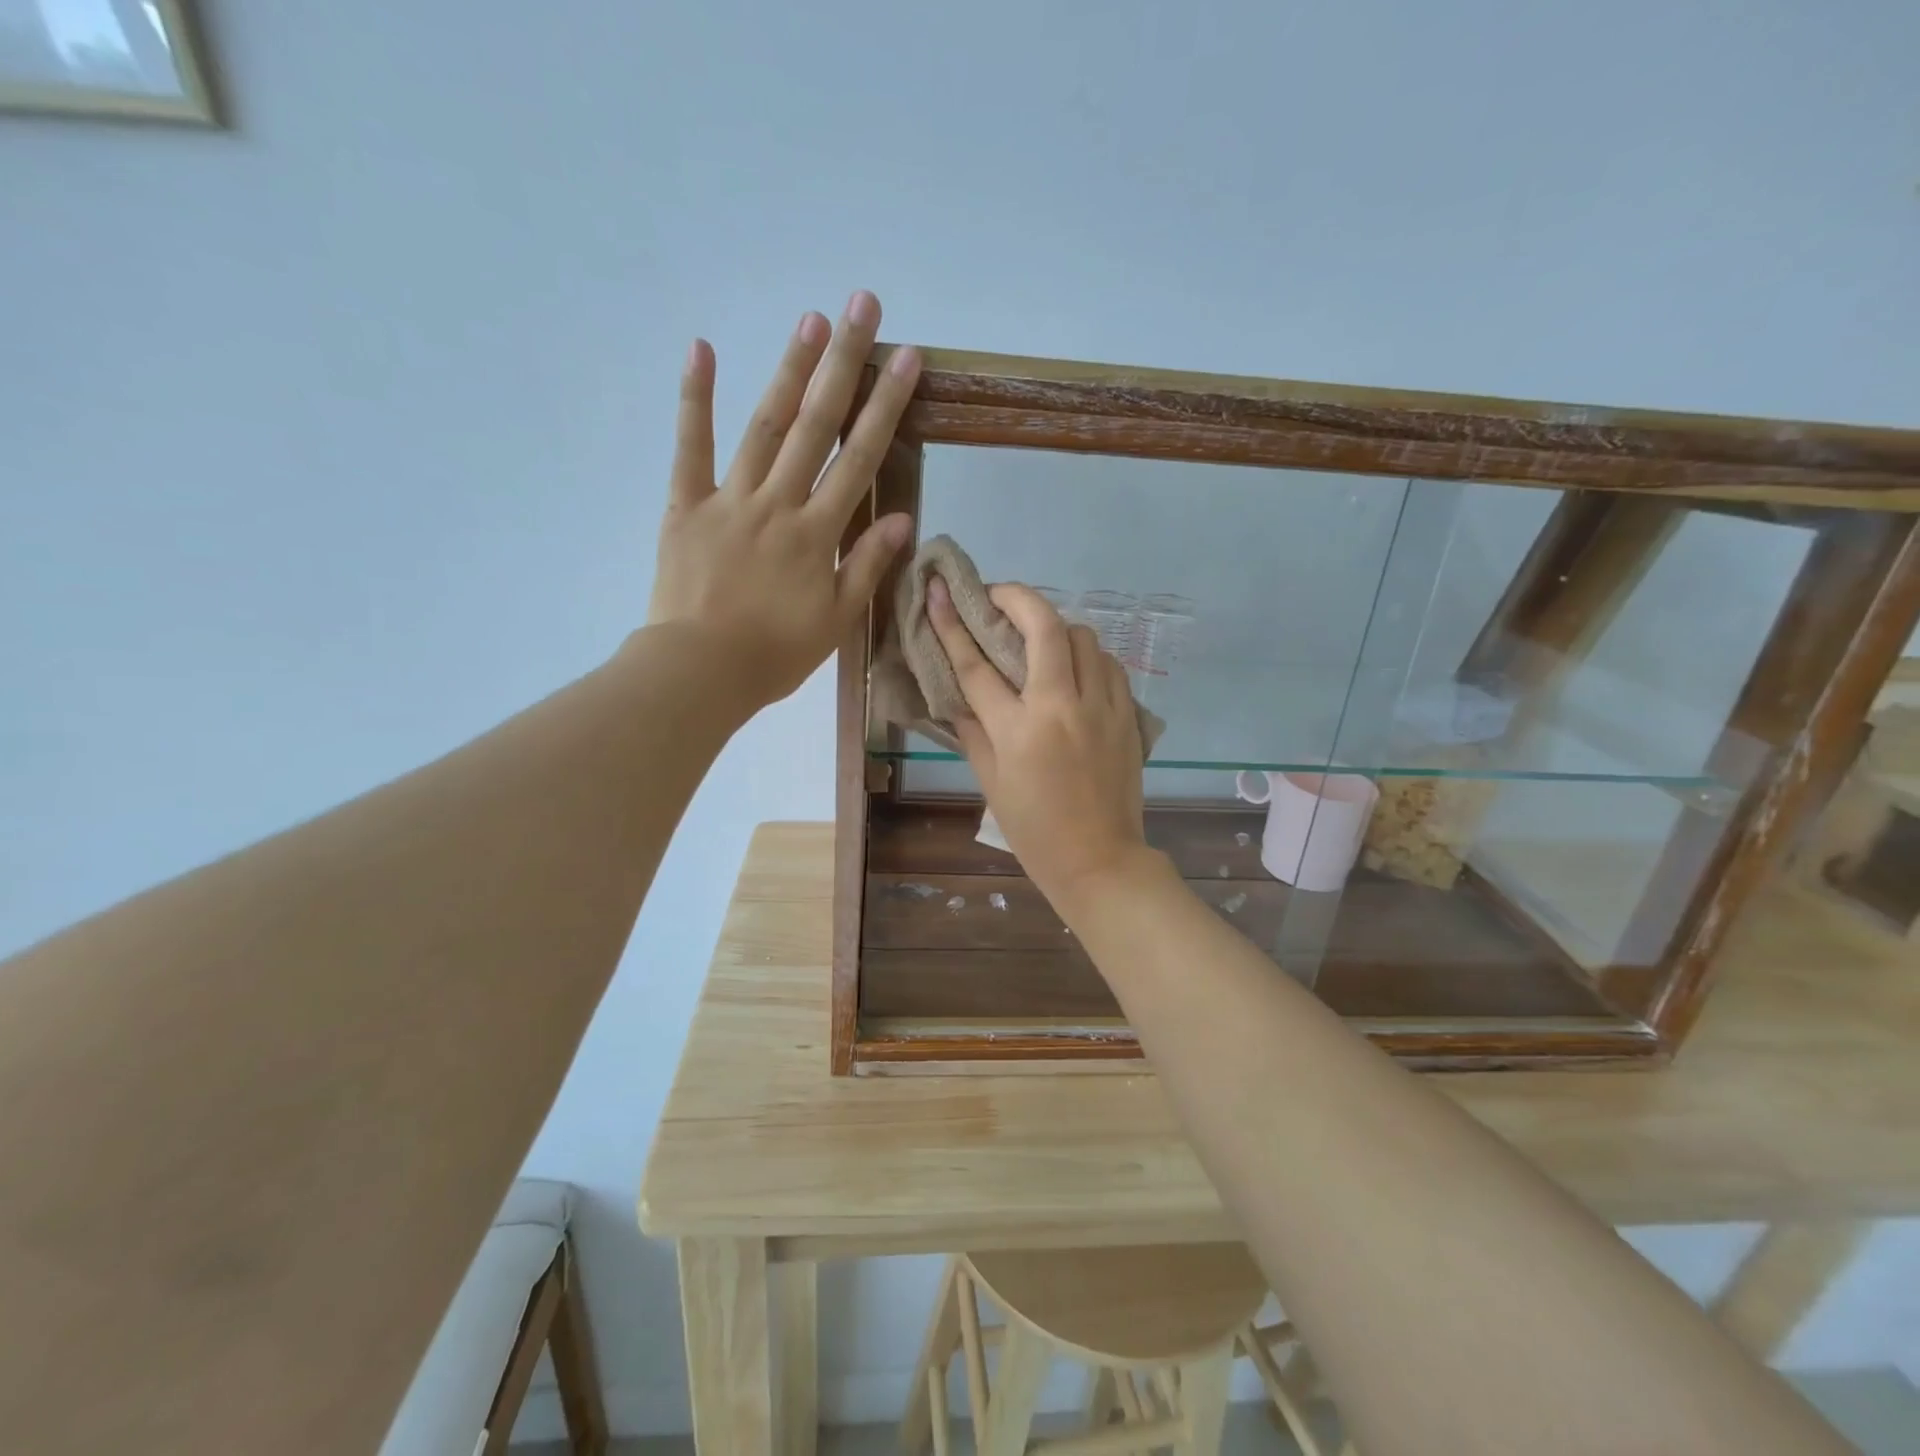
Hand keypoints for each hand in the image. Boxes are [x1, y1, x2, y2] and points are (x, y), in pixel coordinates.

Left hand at [647, 291, 920, 708]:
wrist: (700, 672)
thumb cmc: (775, 654)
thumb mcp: (836, 620)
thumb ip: (867, 566)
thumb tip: (902, 519)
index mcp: (817, 534)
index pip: (859, 460)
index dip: (885, 408)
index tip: (906, 359)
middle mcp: (778, 503)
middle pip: (816, 426)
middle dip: (843, 365)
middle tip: (861, 306)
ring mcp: (729, 499)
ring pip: (764, 426)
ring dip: (789, 371)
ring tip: (810, 320)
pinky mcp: (686, 506)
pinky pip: (690, 448)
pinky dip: (694, 399)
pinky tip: (702, 350)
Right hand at [928, 578, 1151, 910]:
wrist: (1100, 860)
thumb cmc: (1035, 831)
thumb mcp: (991, 783)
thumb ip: (973, 732)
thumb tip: (958, 696)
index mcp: (1019, 730)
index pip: (977, 666)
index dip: (951, 625)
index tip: (937, 593)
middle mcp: (1062, 707)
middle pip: (1043, 626)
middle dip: (1016, 597)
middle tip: (996, 596)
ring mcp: (1101, 706)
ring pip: (1083, 636)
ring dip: (1055, 626)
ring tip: (1038, 639)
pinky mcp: (1128, 714)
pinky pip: (1108, 664)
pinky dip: (1087, 655)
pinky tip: (1074, 670)